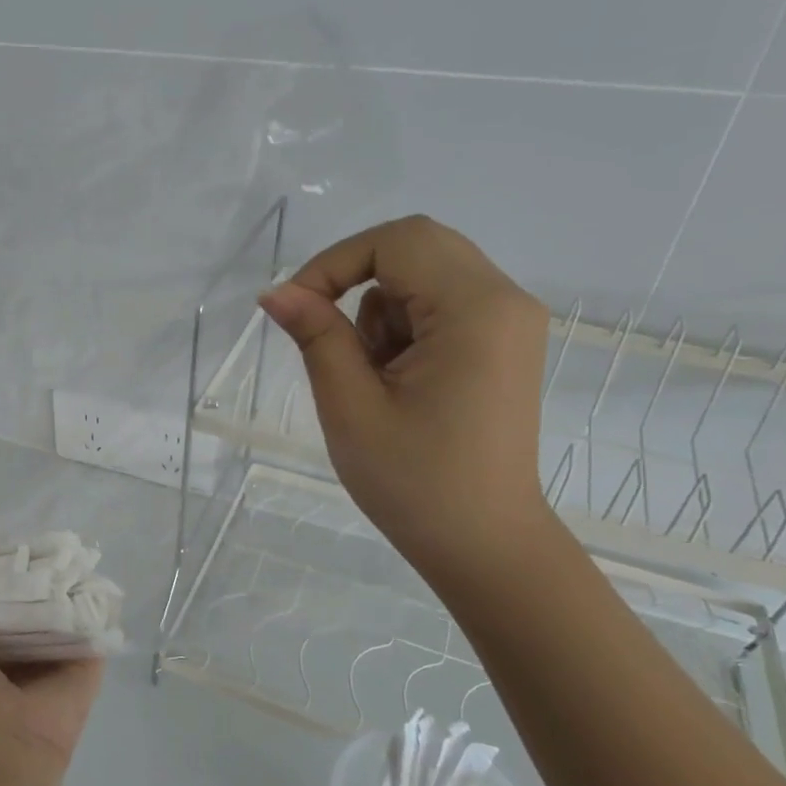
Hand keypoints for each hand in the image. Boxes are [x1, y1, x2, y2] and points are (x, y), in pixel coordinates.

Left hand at [0, 547, 103, 785]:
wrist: (7, 751)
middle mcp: (22, 644)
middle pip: (30, 596)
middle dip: (32, 568)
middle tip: (40, 529)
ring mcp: (57, 651)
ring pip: (64, 605)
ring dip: (66, 579)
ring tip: (71, 539)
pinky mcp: (88, 659)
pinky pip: (95, 622)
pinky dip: (97, 600)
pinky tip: (98, 569)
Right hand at [259, 215, 553, 586]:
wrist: (482, 543)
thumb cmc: (413, 482)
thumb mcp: (350, 406)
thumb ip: (316, 336)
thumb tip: (275, 291)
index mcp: (475, 310)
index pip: (397, 242)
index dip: (335, 263)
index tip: (295, 309)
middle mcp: (505, 300)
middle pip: (417, 247)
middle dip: (355, 282)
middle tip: (326, 337)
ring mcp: (509, 322)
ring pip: (424, 276)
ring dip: (380, 313)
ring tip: (372, 379)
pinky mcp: (502, 343)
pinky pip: (441, 305)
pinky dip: (404, 329)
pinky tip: (398, 382)